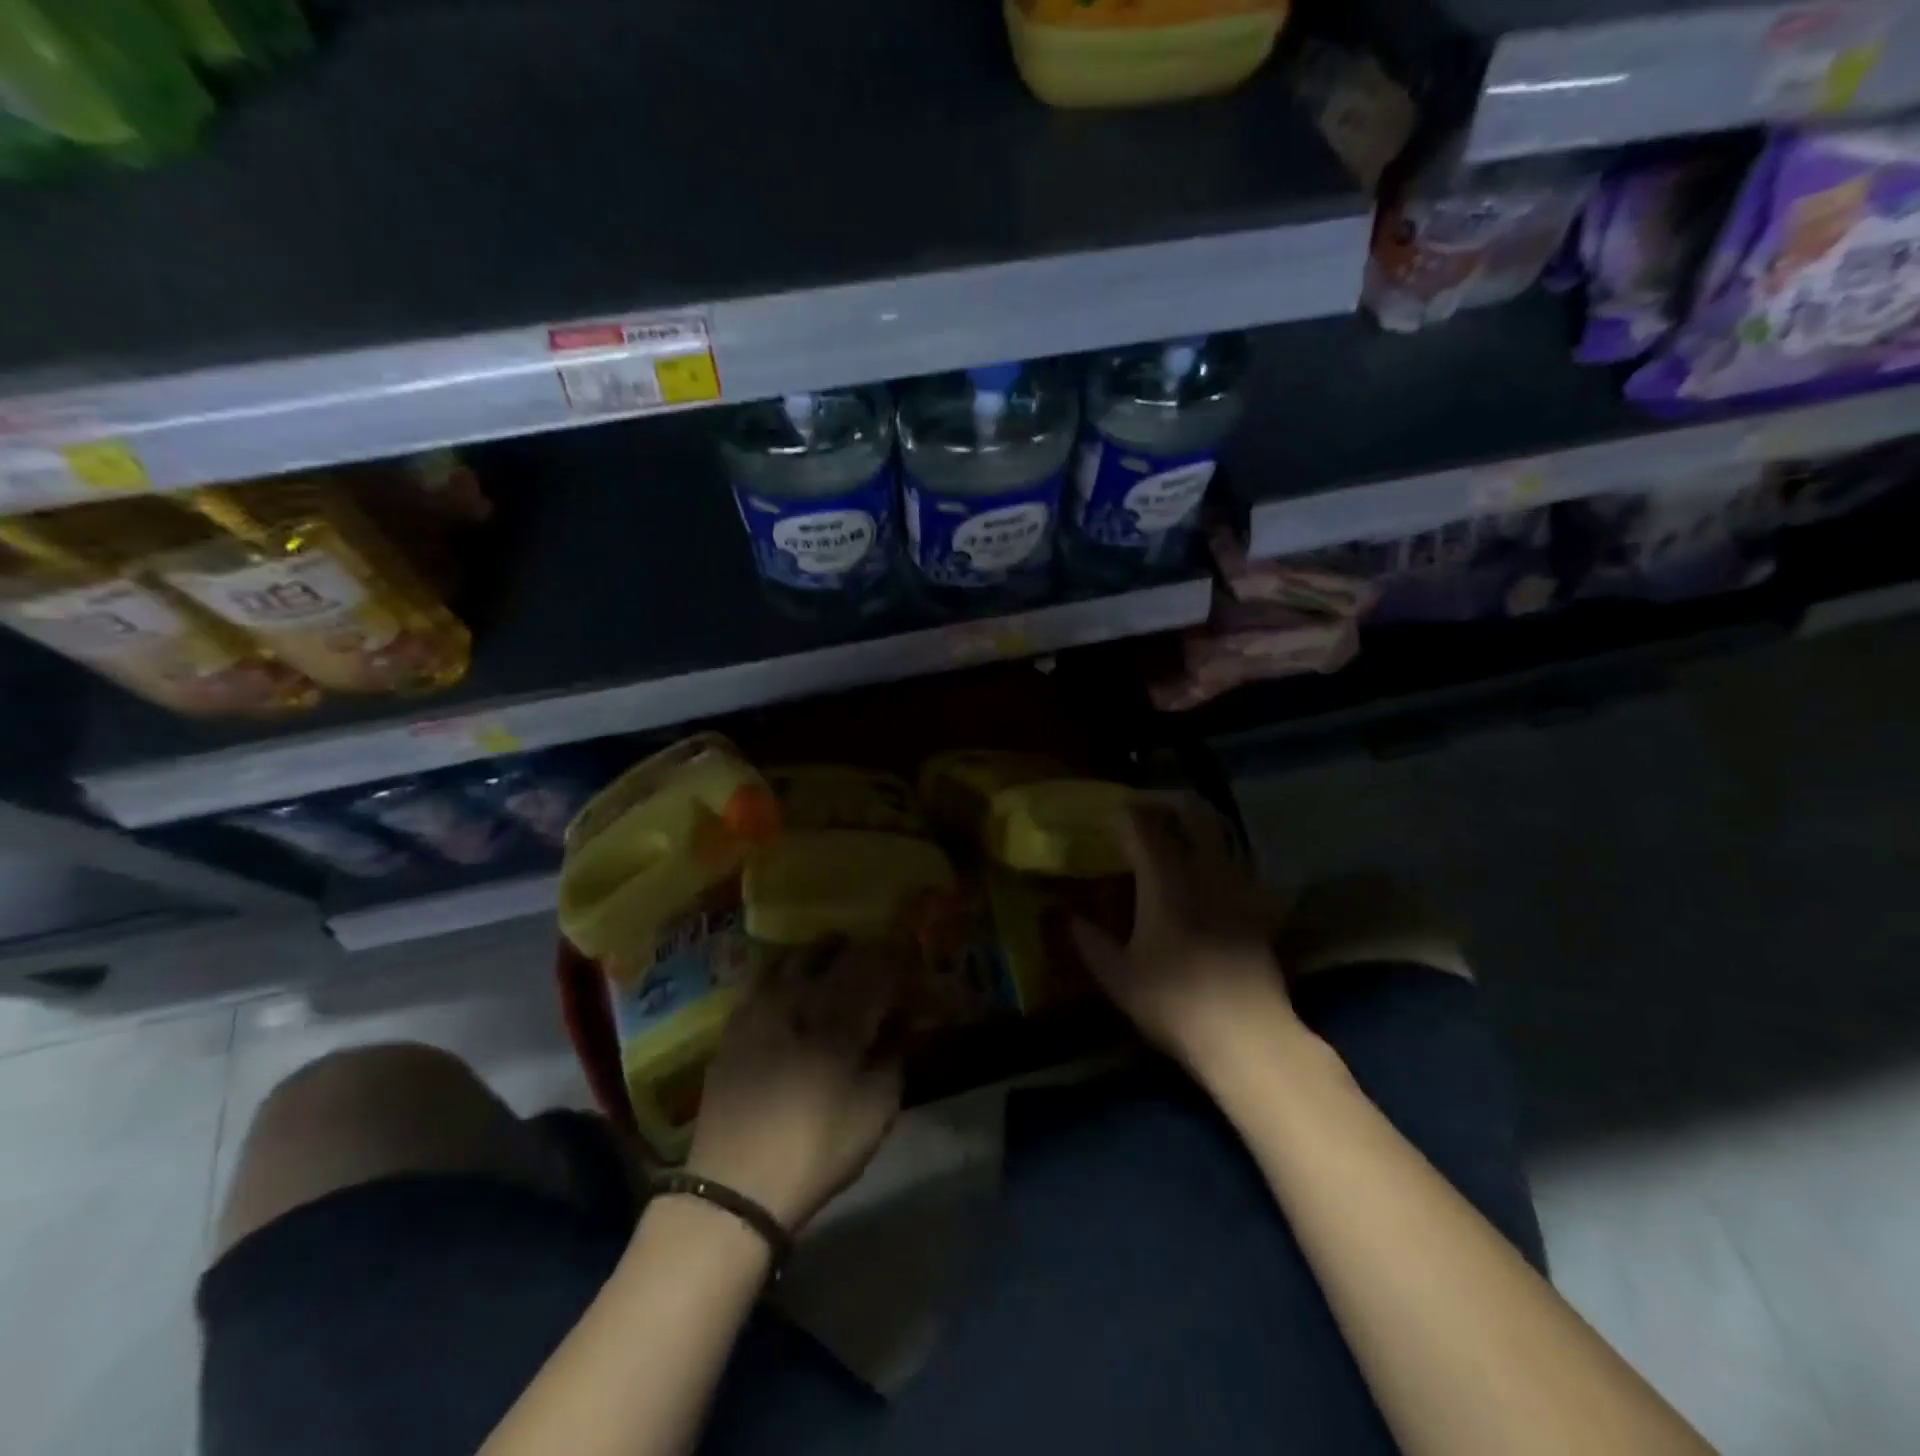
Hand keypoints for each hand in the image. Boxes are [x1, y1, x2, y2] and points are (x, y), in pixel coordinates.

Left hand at [686, 938, 905, 1231]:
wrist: (735, 1186)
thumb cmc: (817, 1149)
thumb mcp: (875, 1111)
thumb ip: (893, 1057)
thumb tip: (902, 1023)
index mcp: (840, 1018)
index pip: (876, 967)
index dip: (896, 959)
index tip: (909, 961)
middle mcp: (799, 999)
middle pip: (833, 954)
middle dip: (860, 949)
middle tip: (875, 955)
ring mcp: (760, 1008)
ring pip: (793, 957)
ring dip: (819, 952)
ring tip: (833, 956)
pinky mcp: (734, 1026)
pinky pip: (762, 978)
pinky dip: (783, 970)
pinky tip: (790, 982)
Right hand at [1071, 794, 1301, 1081]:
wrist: (1246, 1036)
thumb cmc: (1174, 1004)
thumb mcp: (1117, 977)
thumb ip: (1088, 939)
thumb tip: (1062, 914)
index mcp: (1165, 880)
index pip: (1143, 826)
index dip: (1123, 813)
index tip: (1107, 815)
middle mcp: (1204, 870)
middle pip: (1192, 812)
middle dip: (1166, 801)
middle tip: (1144, 810)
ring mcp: (1238, 885)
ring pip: (1221, 830)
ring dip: (1197, 820)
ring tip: (1177, 830)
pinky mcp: (1260, 905)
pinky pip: (1241, 861)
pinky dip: (1222, 852)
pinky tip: (1211, 869)